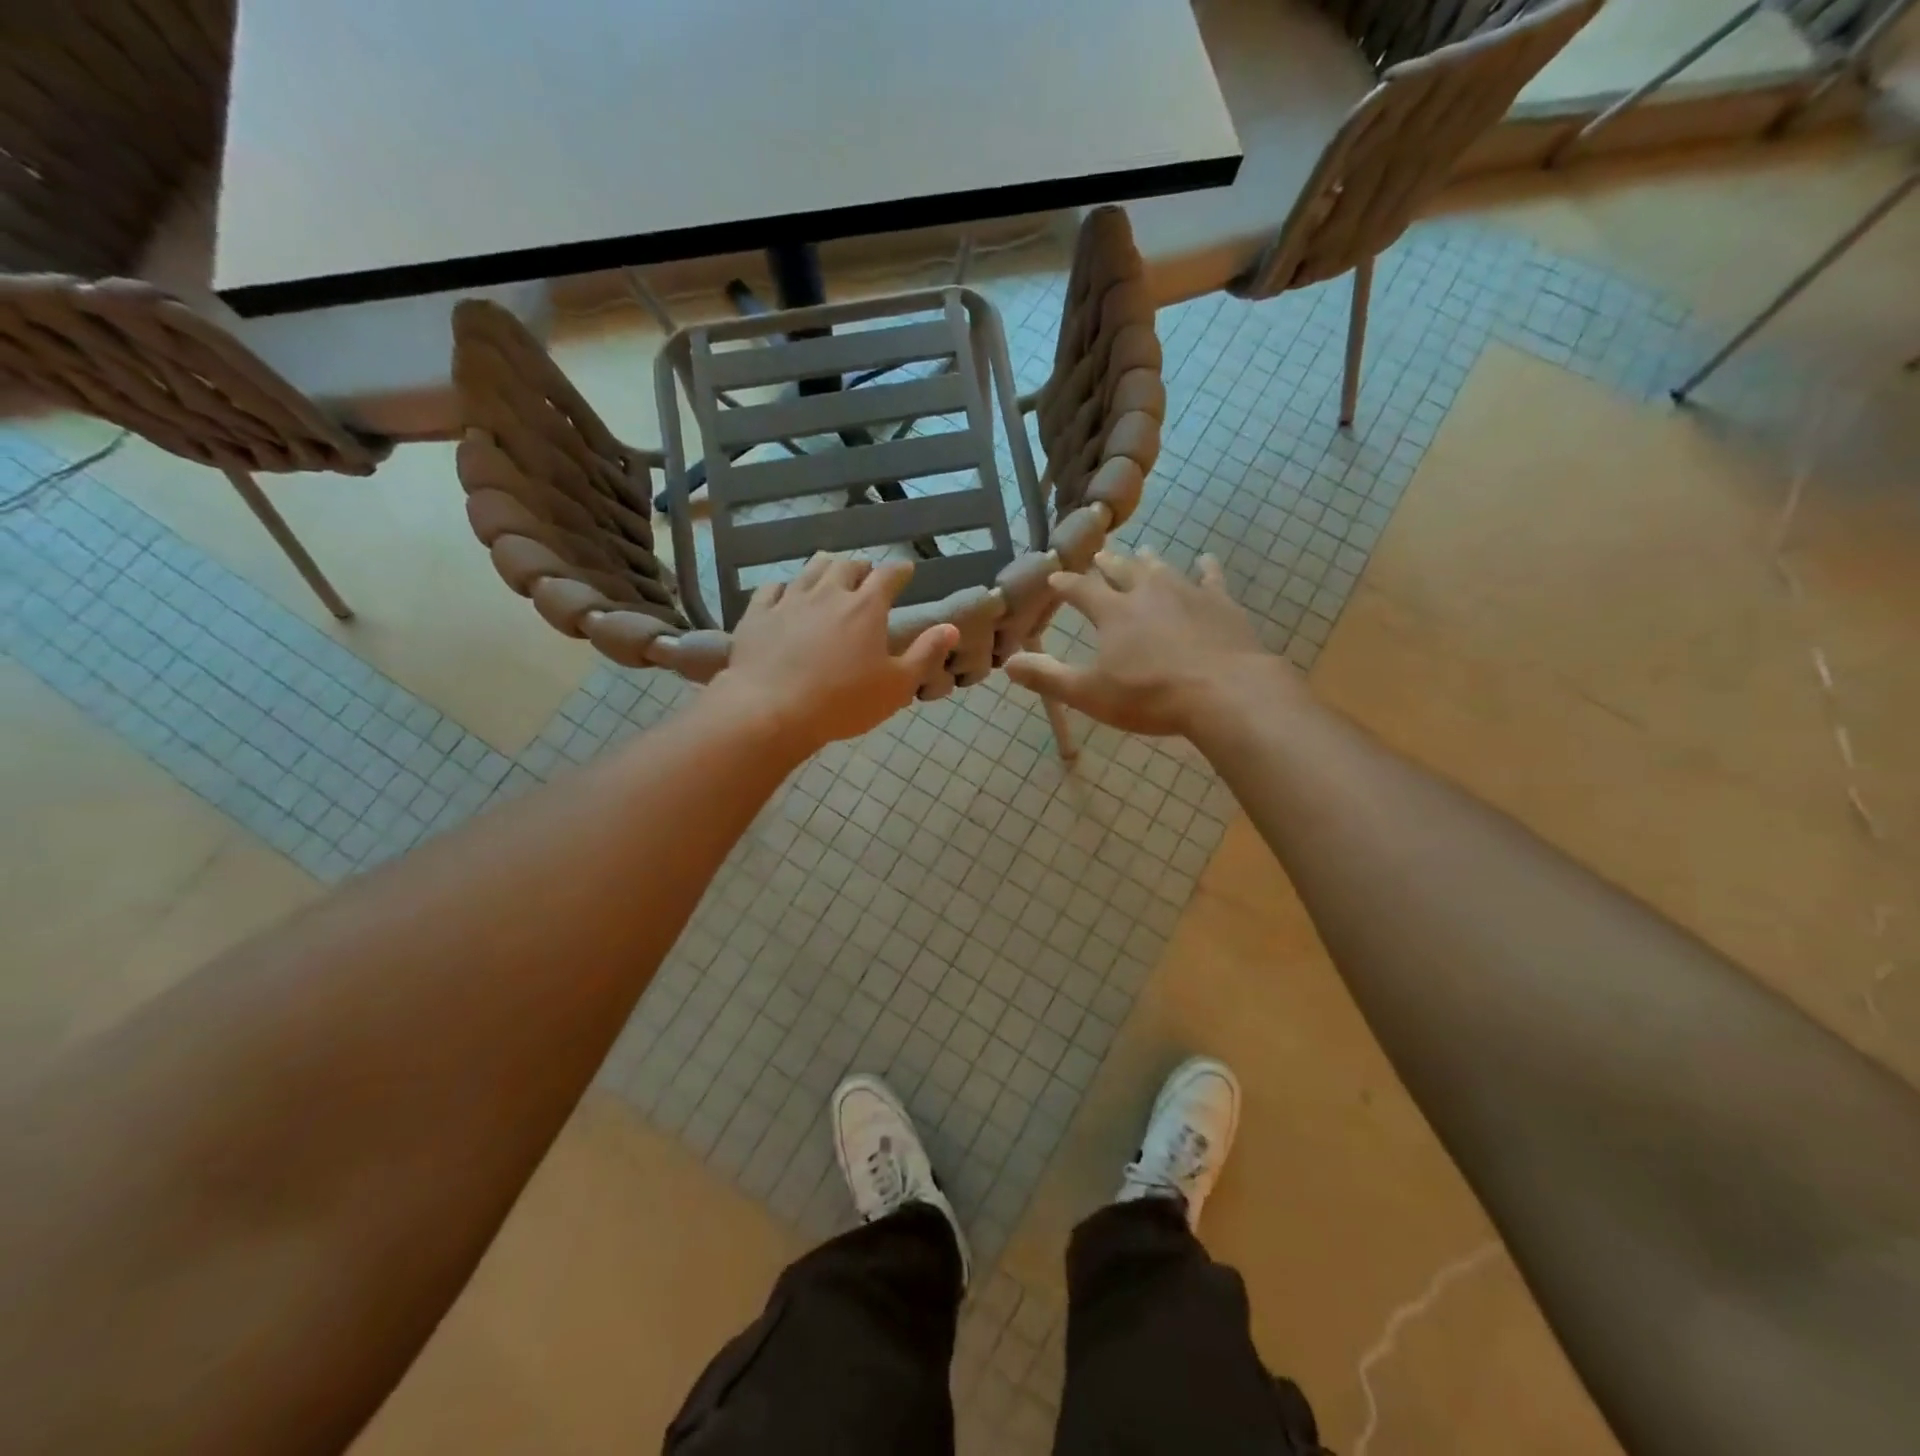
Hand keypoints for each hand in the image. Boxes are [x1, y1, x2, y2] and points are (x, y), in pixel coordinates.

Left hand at [712, 553, 958, 752]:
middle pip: (847, 566)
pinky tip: (786, 593)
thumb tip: (950, 627)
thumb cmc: (842, 702)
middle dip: (861, 567)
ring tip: (830, 573)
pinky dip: (786, 586)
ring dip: (826, 567)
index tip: (906, 570)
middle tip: (866, 575)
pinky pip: (773, 588)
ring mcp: (790, 599)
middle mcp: (829, 592)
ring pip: (811, 569)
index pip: (889, 575)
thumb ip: (925, 653)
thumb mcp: (896, 685)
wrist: (771, 710)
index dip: (900, 570)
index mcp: (866, 607)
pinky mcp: (758, 613)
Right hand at [1005, 548, 1292, 736]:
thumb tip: (1008, 662)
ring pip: (1162, 569)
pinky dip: (1206, 568)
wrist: (1225, 691)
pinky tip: (1206, 560)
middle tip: (1099, 555)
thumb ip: (1048, 676)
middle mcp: (1147, 592)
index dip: (1066, 584)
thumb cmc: (1150, 696)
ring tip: (1142, 552)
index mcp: (1113, 612)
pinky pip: (1211, 578)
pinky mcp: (1221, 604)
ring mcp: (1187, 593)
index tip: (1055, 577)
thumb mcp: (1090, 693)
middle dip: (1107, 563)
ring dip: (1148, 561)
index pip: (1081, 590)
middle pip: (1122, 569)